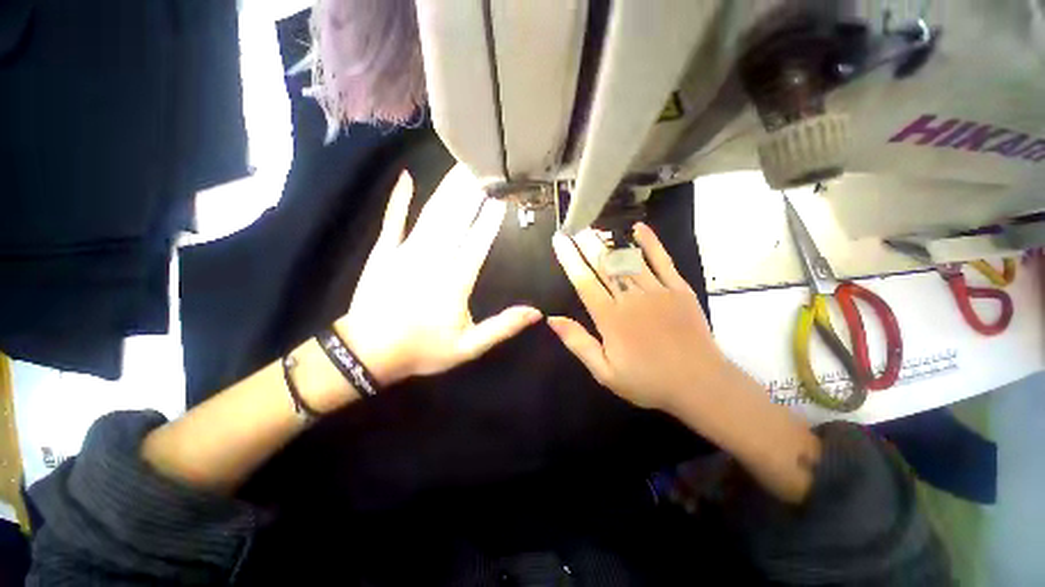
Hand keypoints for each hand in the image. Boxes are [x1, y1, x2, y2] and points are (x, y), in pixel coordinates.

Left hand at [336, 166, 541, 385]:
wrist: (367, 353)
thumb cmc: (422, 350)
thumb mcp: (468, 347)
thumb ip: (502, 327)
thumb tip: (536, 313)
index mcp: (455, 279)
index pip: (479, 240)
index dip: (493, 218)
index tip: (504, 195)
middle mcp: (433, 257)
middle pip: (456, 217)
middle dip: (473, 191)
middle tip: (487, 166)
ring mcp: (405, 250)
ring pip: (432, 213)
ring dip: (448, 188)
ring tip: (462, 166)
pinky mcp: (384, 251)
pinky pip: (393, 219)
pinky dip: (399, 198)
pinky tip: (406, 178)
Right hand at [548, 223, 730, 410]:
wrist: (699, 384)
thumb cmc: (647, 381)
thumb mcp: (605, 372)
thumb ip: (578, 342)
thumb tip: (552, 319)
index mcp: (610, 317)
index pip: (584, 281)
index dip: (570, 259)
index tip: (560, 241)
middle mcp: (630, 298)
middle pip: (604, 265)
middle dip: (587, 244)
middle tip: (575, 227)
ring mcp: (657, 290)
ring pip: (628, 259)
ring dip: (610, 241)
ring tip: (596, 226)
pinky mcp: (679, 289)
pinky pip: (662, 260)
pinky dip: (650, 243)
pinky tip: (639, 229)